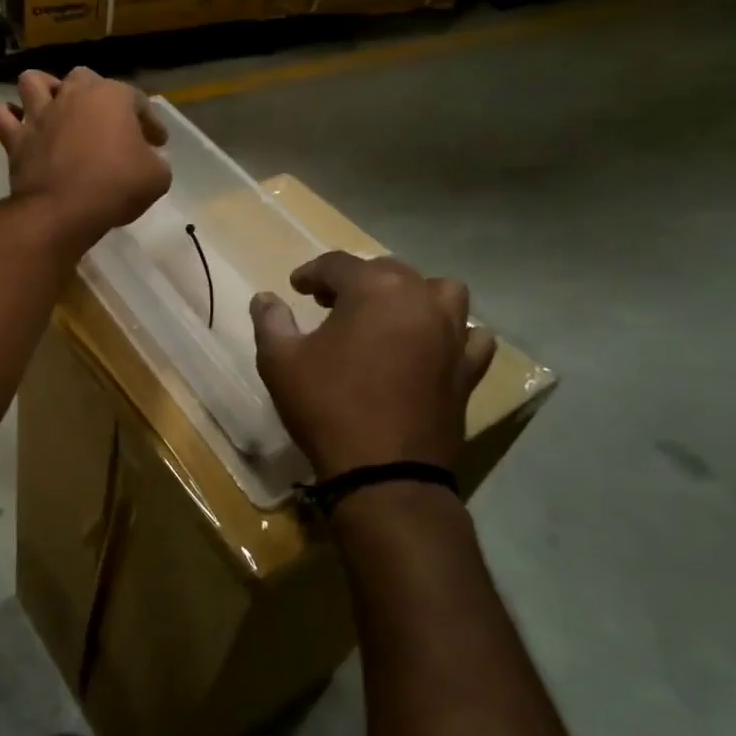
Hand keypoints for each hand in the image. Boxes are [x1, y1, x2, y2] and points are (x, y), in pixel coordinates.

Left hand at [0, 68, 170, 248]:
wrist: (63, 210)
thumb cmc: (116, 187)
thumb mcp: (157, 177)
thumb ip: (156, 161)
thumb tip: (149, 159)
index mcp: (111, 97)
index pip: (137, 101)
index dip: (150, 121)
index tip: (157, 142)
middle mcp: (73, 95)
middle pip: (83, 78)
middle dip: (95, 94)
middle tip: (104, 121)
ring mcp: (40, 113)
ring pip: (33, 81)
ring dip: (43, 90)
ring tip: (52, 106)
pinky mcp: (16, 137)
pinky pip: (1, 116)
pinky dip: (6, 117)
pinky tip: (16, 125)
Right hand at [251, 252, 496, 481]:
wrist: (383, 471)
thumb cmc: (327, 406)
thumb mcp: (280, 360)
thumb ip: (271, 321)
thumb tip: (265, 298)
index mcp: (374, 289)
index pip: (337, 264)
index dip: (311, 272)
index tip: (295, 288)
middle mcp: (420, 299)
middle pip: (387, 271)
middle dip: (356, 281)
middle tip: (330, 303)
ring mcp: (451, 334)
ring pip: (440, 292)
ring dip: (412, 295)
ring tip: (388, 315)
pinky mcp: (468, 369)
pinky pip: (471, 337)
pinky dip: (454, 333)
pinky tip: (433, 345)